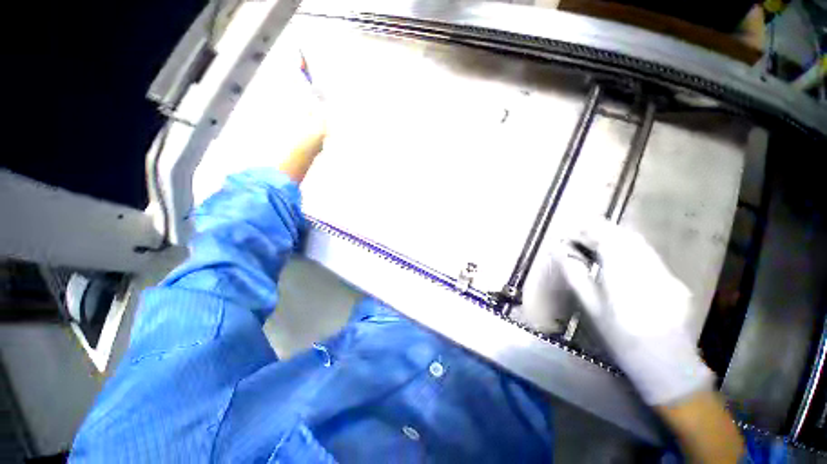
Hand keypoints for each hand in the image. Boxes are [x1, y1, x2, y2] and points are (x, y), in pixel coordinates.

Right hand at [556, 220, 713, 405]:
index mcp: (624, 273)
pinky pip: (647, 254)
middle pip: (625, 236)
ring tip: (595, 244)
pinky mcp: (672, 278)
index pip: (607, 238)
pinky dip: (629, 248)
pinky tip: (618, 259)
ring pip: (638, 243)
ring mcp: (664, 272)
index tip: (572, 230)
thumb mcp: (591, 306)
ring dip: (615, 237)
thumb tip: (559, 251)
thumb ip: (575, 274)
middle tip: (581, 236)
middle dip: (601, 230)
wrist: (666, 364)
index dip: (589, 229)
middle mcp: (648, 266)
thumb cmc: (620, 337)